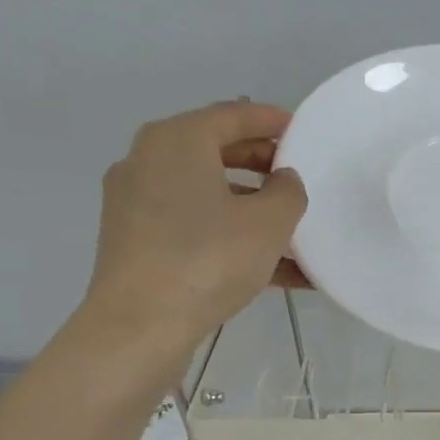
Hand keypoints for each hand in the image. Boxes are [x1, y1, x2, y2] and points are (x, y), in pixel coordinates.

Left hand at [83, 100, 308, 348]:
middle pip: (216, 152)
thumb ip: (287, 192)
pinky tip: (275, 271)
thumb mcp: (269, 223)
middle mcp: (149, 162)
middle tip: (298, 178)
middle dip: (262, 165)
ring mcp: (138, 204)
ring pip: (208, 195)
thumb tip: (283, 180)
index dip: (271, 120)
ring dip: (252, 210)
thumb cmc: (209, 259)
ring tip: (294, 234)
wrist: (141, 324)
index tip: (301, 130)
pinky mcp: (138, 241)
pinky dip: (231, 238)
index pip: (232, 115)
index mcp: (177, 141)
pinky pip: (195, 228)